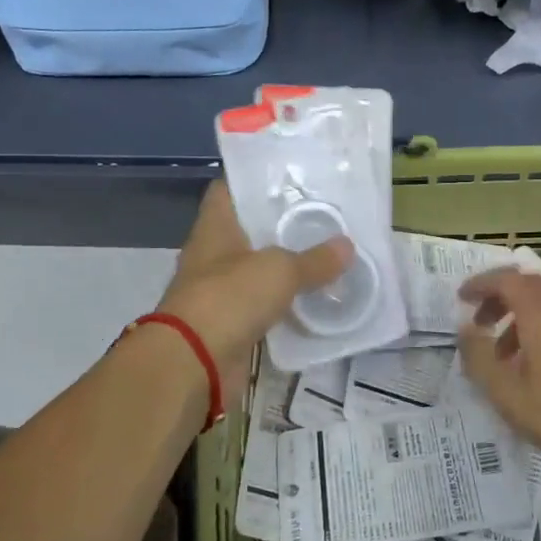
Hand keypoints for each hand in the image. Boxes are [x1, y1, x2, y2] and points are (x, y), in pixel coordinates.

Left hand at [157, 181, 352, 378]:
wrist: (193, 364)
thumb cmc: (229, 298)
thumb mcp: (280, 271)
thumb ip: (314, 259)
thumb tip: (347, 246)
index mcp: (215, 228)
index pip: (228, 190)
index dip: (254, 179)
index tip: (289, 176)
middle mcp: (213, 255)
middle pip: (248, 230)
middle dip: (281, 223)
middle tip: (322, 213)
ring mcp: (219, 292)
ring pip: (258, 270)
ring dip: (285, 266)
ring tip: (327, 253)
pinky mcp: (230, 325)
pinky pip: (263, 307)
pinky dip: (285, 304)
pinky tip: (316, 298)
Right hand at [456, 269, 540, 478]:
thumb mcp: (507, 394)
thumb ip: (479, 357)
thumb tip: (465, 327)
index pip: (508, 280)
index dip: (482, 283)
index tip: (461, 297)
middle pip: (529, 284)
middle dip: (499, 295)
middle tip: (479, 320)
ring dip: (518, 314)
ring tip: (500, 351)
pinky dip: (538, 326)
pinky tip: (531, 364)